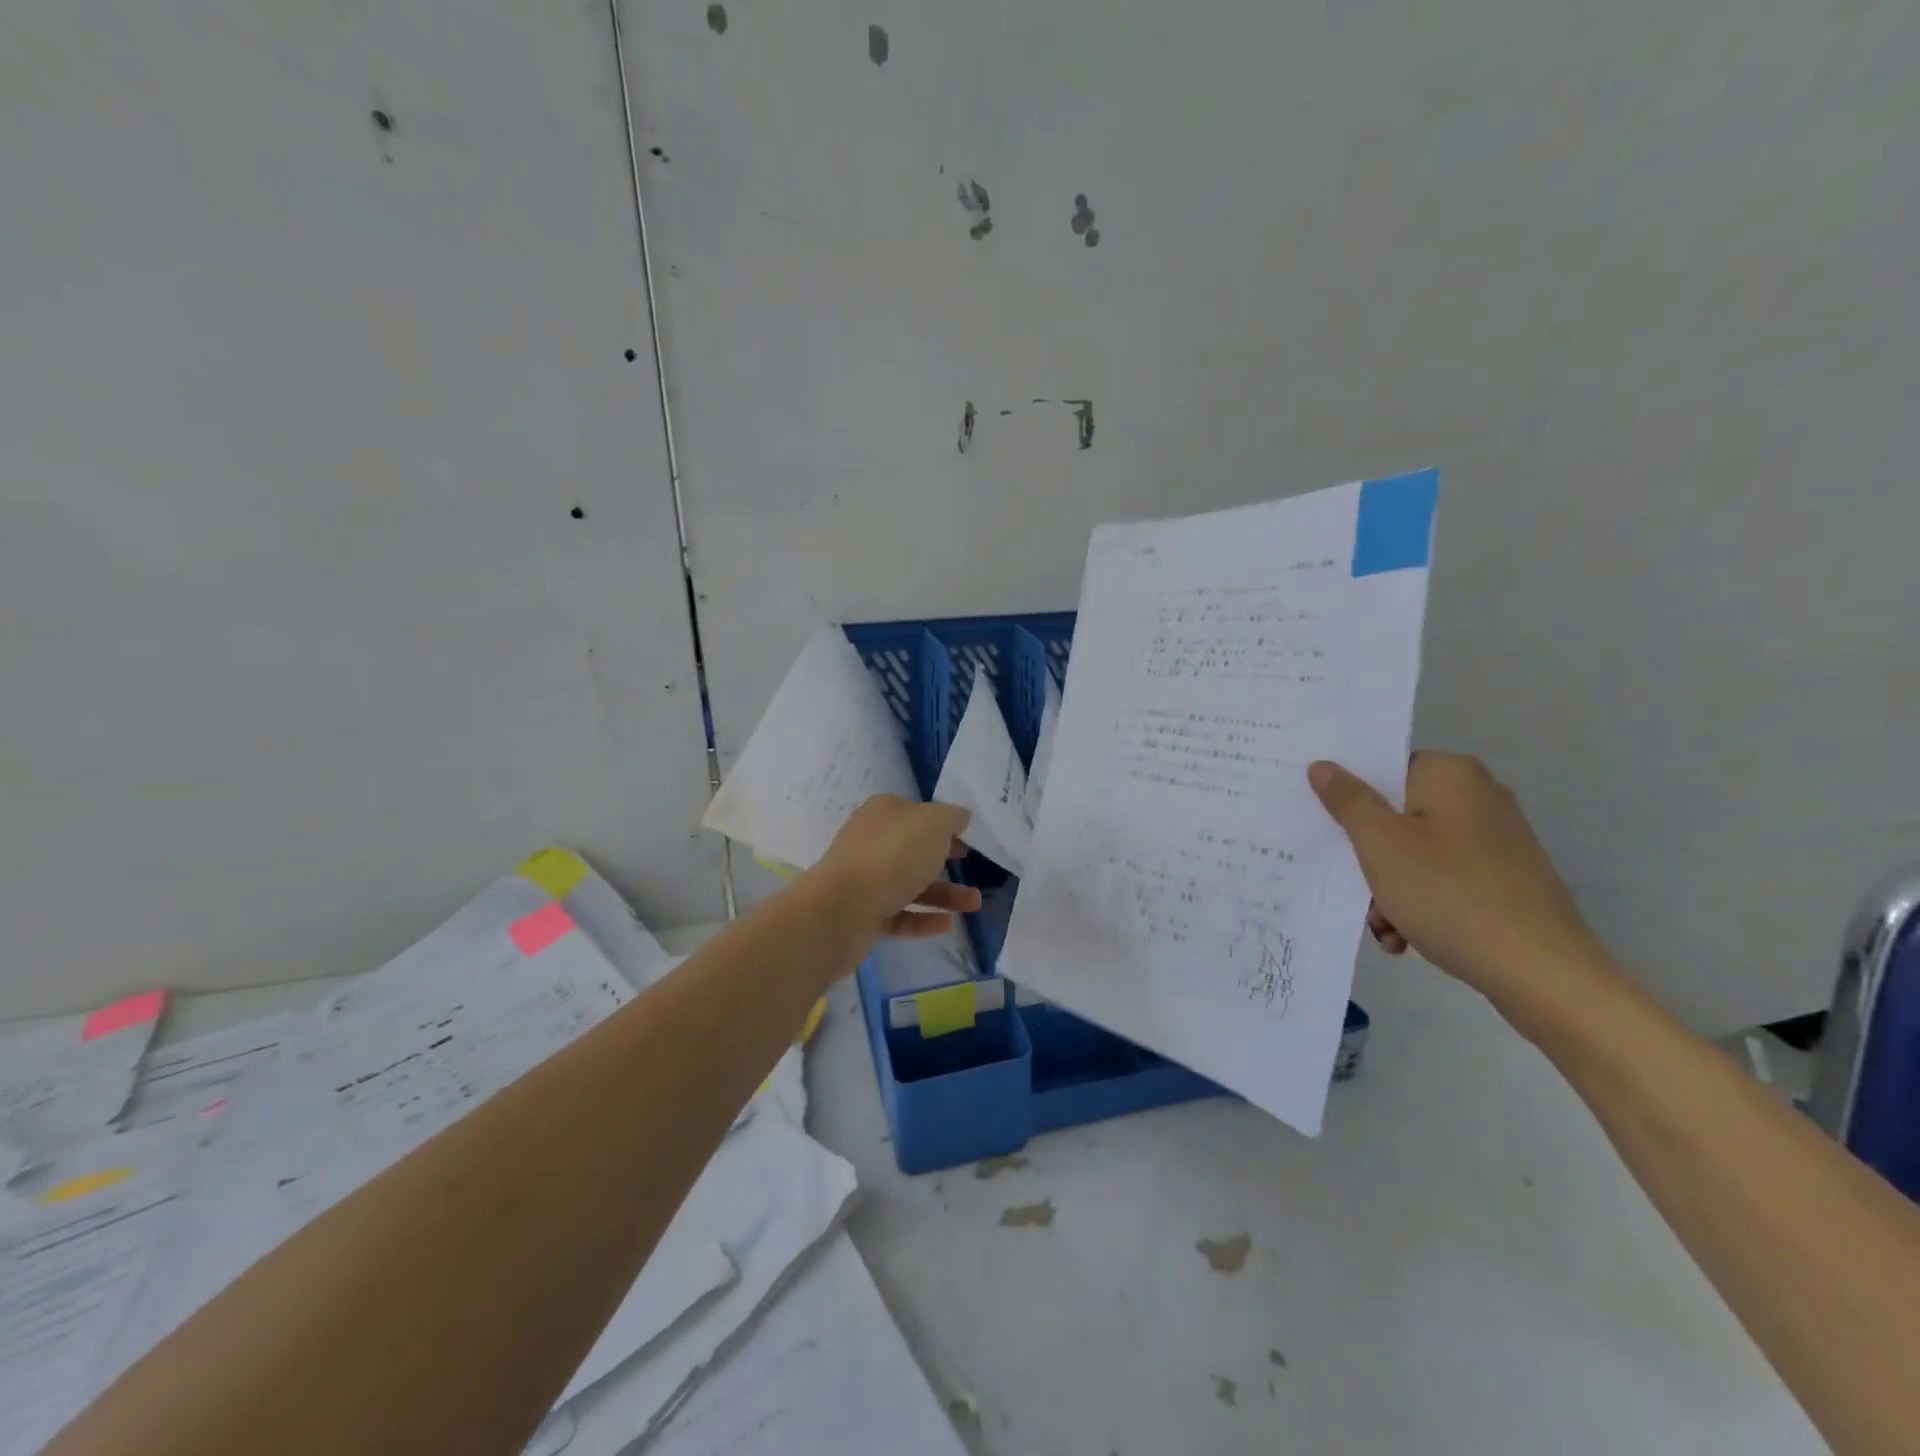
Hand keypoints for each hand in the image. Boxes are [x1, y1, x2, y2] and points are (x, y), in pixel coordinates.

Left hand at [812, 795, 982, 937]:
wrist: (841, 910)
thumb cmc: (892, 855)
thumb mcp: (933, 823)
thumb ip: (952, 817)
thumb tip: (959, 817)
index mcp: (883, 813)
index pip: (917, 812)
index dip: (943, 823)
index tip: (969, 837)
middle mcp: (871, 842)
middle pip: (913, 848)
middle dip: (945, 858)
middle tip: (973, 866)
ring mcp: (865, 879)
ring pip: (910, 884)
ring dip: (943, 893)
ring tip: (974, 903)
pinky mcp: (863, 914)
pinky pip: (900, 914)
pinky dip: (923, 918)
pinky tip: (948, 924)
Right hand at [1307, 753, 1609, 1000]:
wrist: (1540, 972)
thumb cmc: (1448, 894)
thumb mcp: (1380, 844)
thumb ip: (1348, 800)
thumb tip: (1323, 765)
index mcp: (1451, 775)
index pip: (1384, 768)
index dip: (1351, 795)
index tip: (1326, 825)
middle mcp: (1479, 797)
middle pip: (1397, 814)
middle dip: (1369, 856)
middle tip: (1356, 888)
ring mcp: (1497, 840)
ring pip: (1416, 852)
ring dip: (1389, 888)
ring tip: (1385, 925)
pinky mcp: (1506, 879)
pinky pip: (1444, 878)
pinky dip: (1420, 903)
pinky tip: (1408, 937)